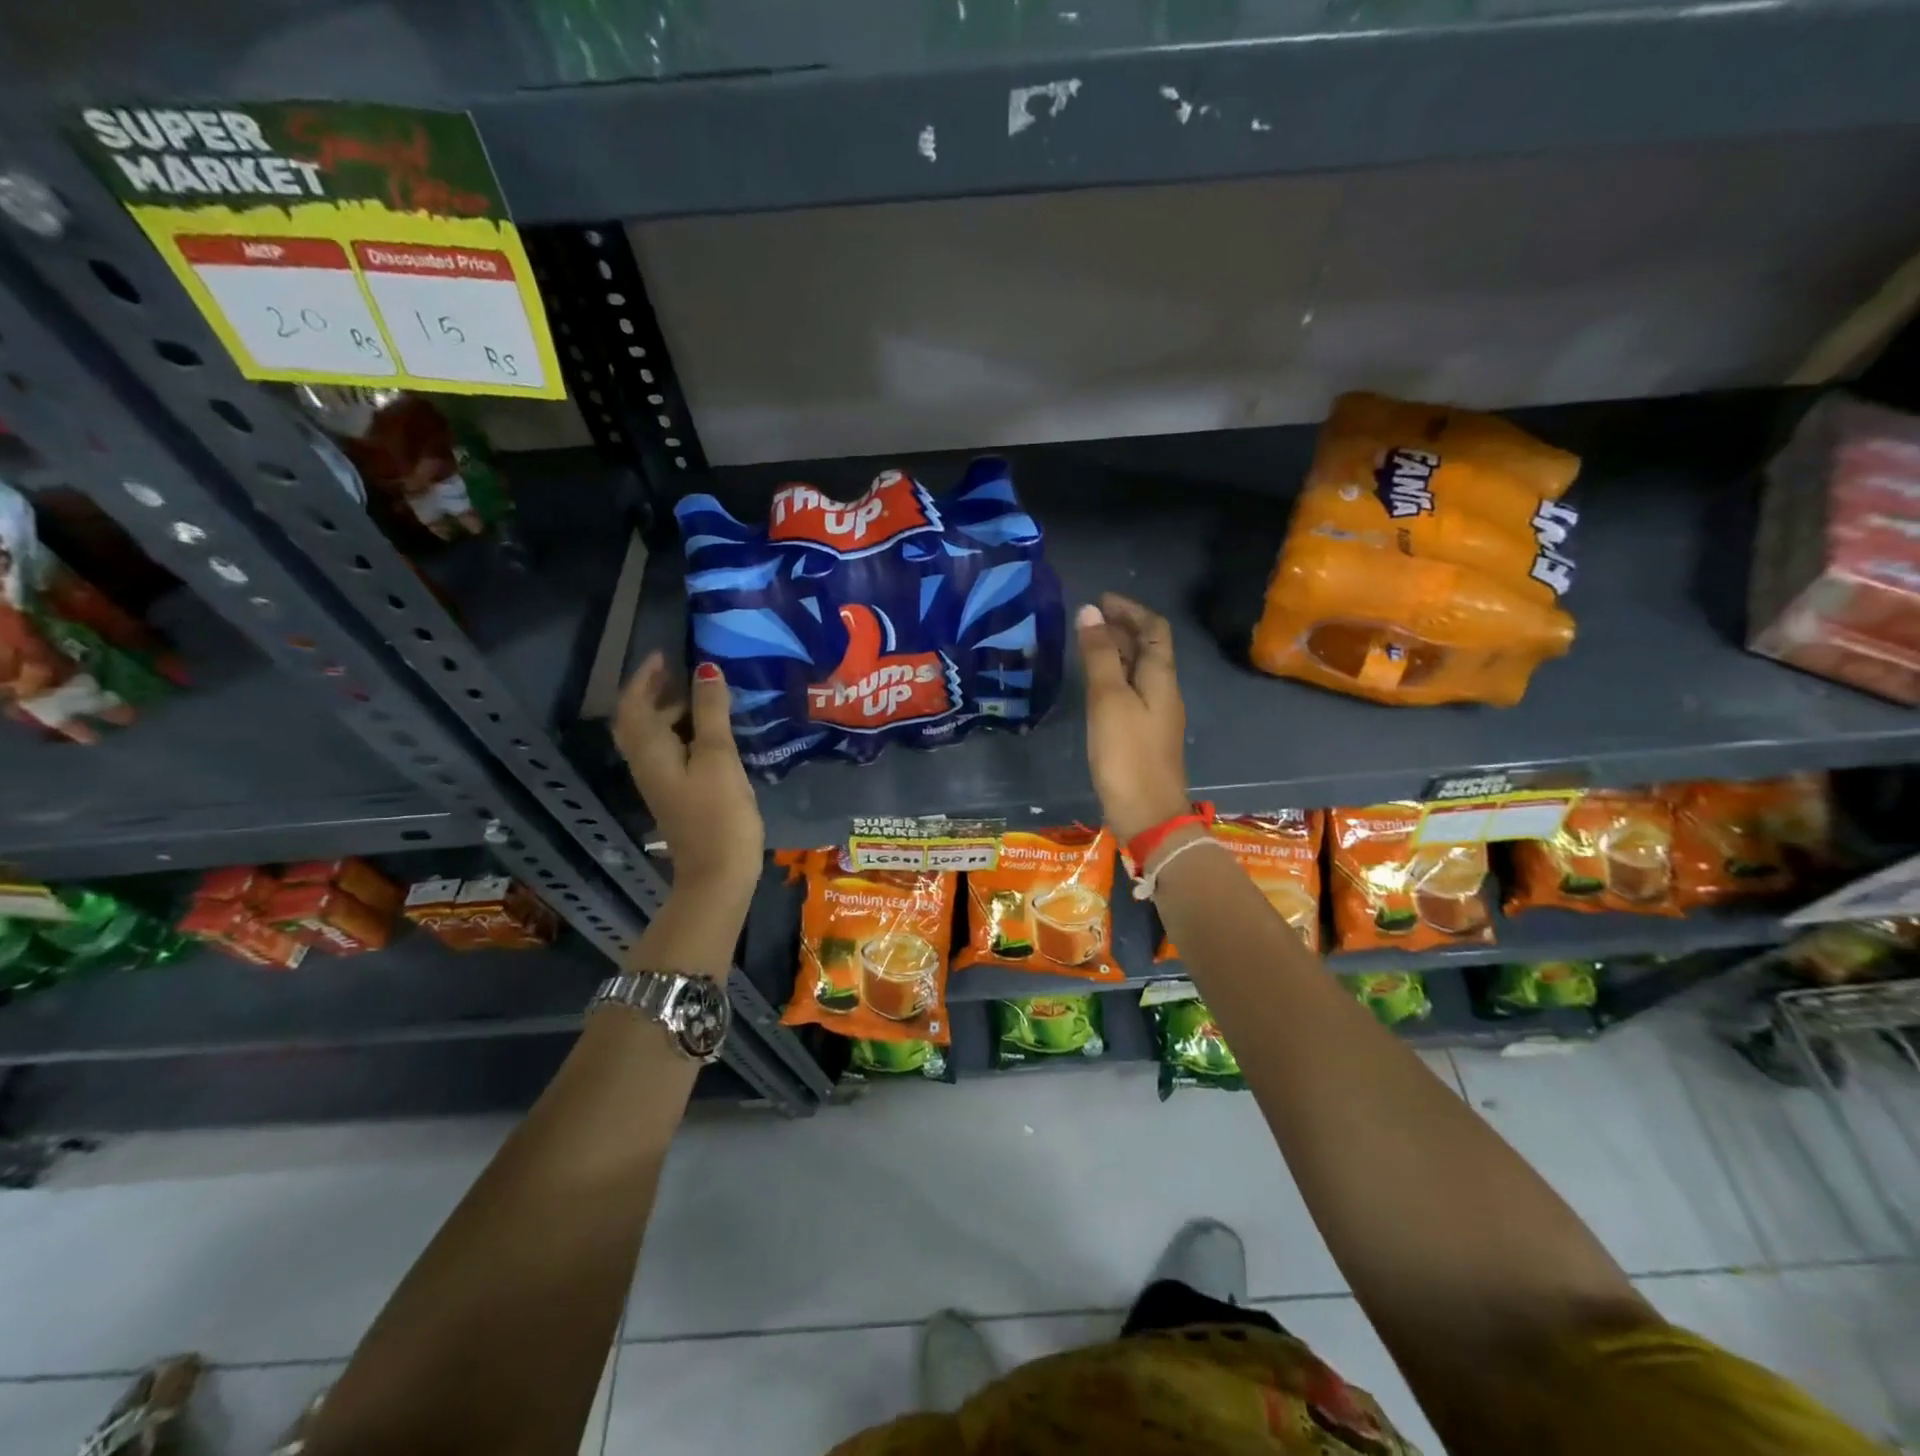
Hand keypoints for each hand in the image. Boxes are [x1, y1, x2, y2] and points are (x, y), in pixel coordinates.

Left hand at [614, 653, 764, 906]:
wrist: (718, 874)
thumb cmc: (719, 813)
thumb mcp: (718, 757)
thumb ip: (710, 712)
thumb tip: (705, 669)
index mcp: (650, 752)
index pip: (634, 704)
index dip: (645, 677)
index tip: (665, 654)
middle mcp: (647, 764)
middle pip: (639, 720)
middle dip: (656, 692)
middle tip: (684, 672)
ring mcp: (661, 783)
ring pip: (655, 737)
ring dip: (670, 712)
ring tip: (703, 695)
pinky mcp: (677, 795)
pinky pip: (670, 752)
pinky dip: (682, 733)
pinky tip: (710, 732)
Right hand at [1076, 594, 1190, 842]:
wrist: (1148, 814)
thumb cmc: (1127, 754)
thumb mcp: (1109, 700)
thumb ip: (1099, 656)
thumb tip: (1090, 611)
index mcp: (1161, 677)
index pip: (1155, 629)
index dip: (1131, 610)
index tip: (1101, 600)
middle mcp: (1164, 691)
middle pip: (1148, 648)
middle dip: (1121, 628)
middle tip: (1087, 620)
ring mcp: (1155, 714)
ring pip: (1138, 670)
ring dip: (1116, 652)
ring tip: (1085, 645)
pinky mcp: (1143, 734)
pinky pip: (1131, 691)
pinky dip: (1113, 676)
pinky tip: (1093, 685)